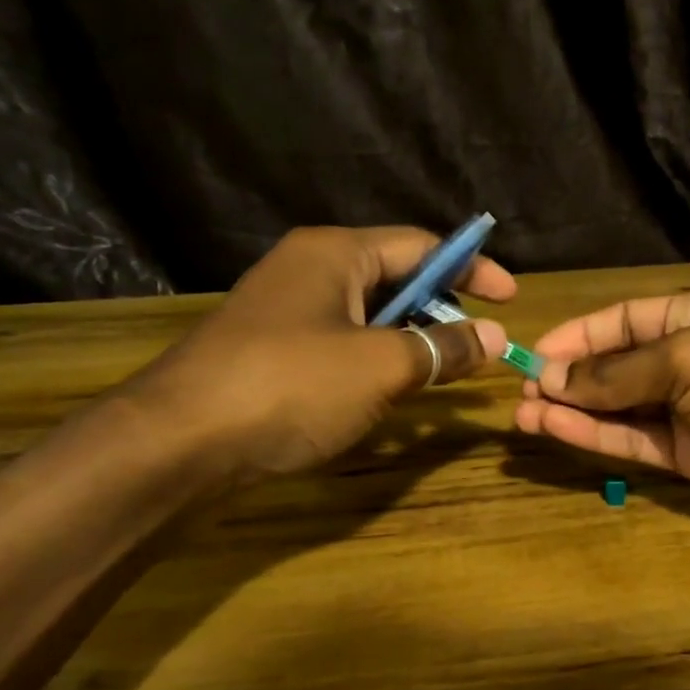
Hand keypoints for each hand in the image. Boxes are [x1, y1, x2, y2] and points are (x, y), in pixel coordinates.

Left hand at [129, 226, 513, 479]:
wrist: (178, 443)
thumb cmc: (290, 386)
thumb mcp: (380, 366)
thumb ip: (442, 348)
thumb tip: (493, 338)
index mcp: (335, 253)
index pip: (421, 245)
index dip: (472, 268)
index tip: (510, 299)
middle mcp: (309, 271)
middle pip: (395, 278)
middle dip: (441, 308)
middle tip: (477, 345)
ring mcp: (285, 313)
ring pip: (368, 317)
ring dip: (409, 342)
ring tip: (442, 373)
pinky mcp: (272, 353)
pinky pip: (341, 345)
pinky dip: (375, 363)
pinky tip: (387, 395)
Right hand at [514, 290, 689, 538]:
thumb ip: (619, 371)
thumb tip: (554, 379)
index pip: (626, 319)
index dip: (579, 335)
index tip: (532, 354)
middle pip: (619, 364)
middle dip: (571, 376)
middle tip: (520, 393)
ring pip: (621, 407)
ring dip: (574, 410)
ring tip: (524, 416)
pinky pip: (636, 442)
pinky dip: (596, 437)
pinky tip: (556, 431)